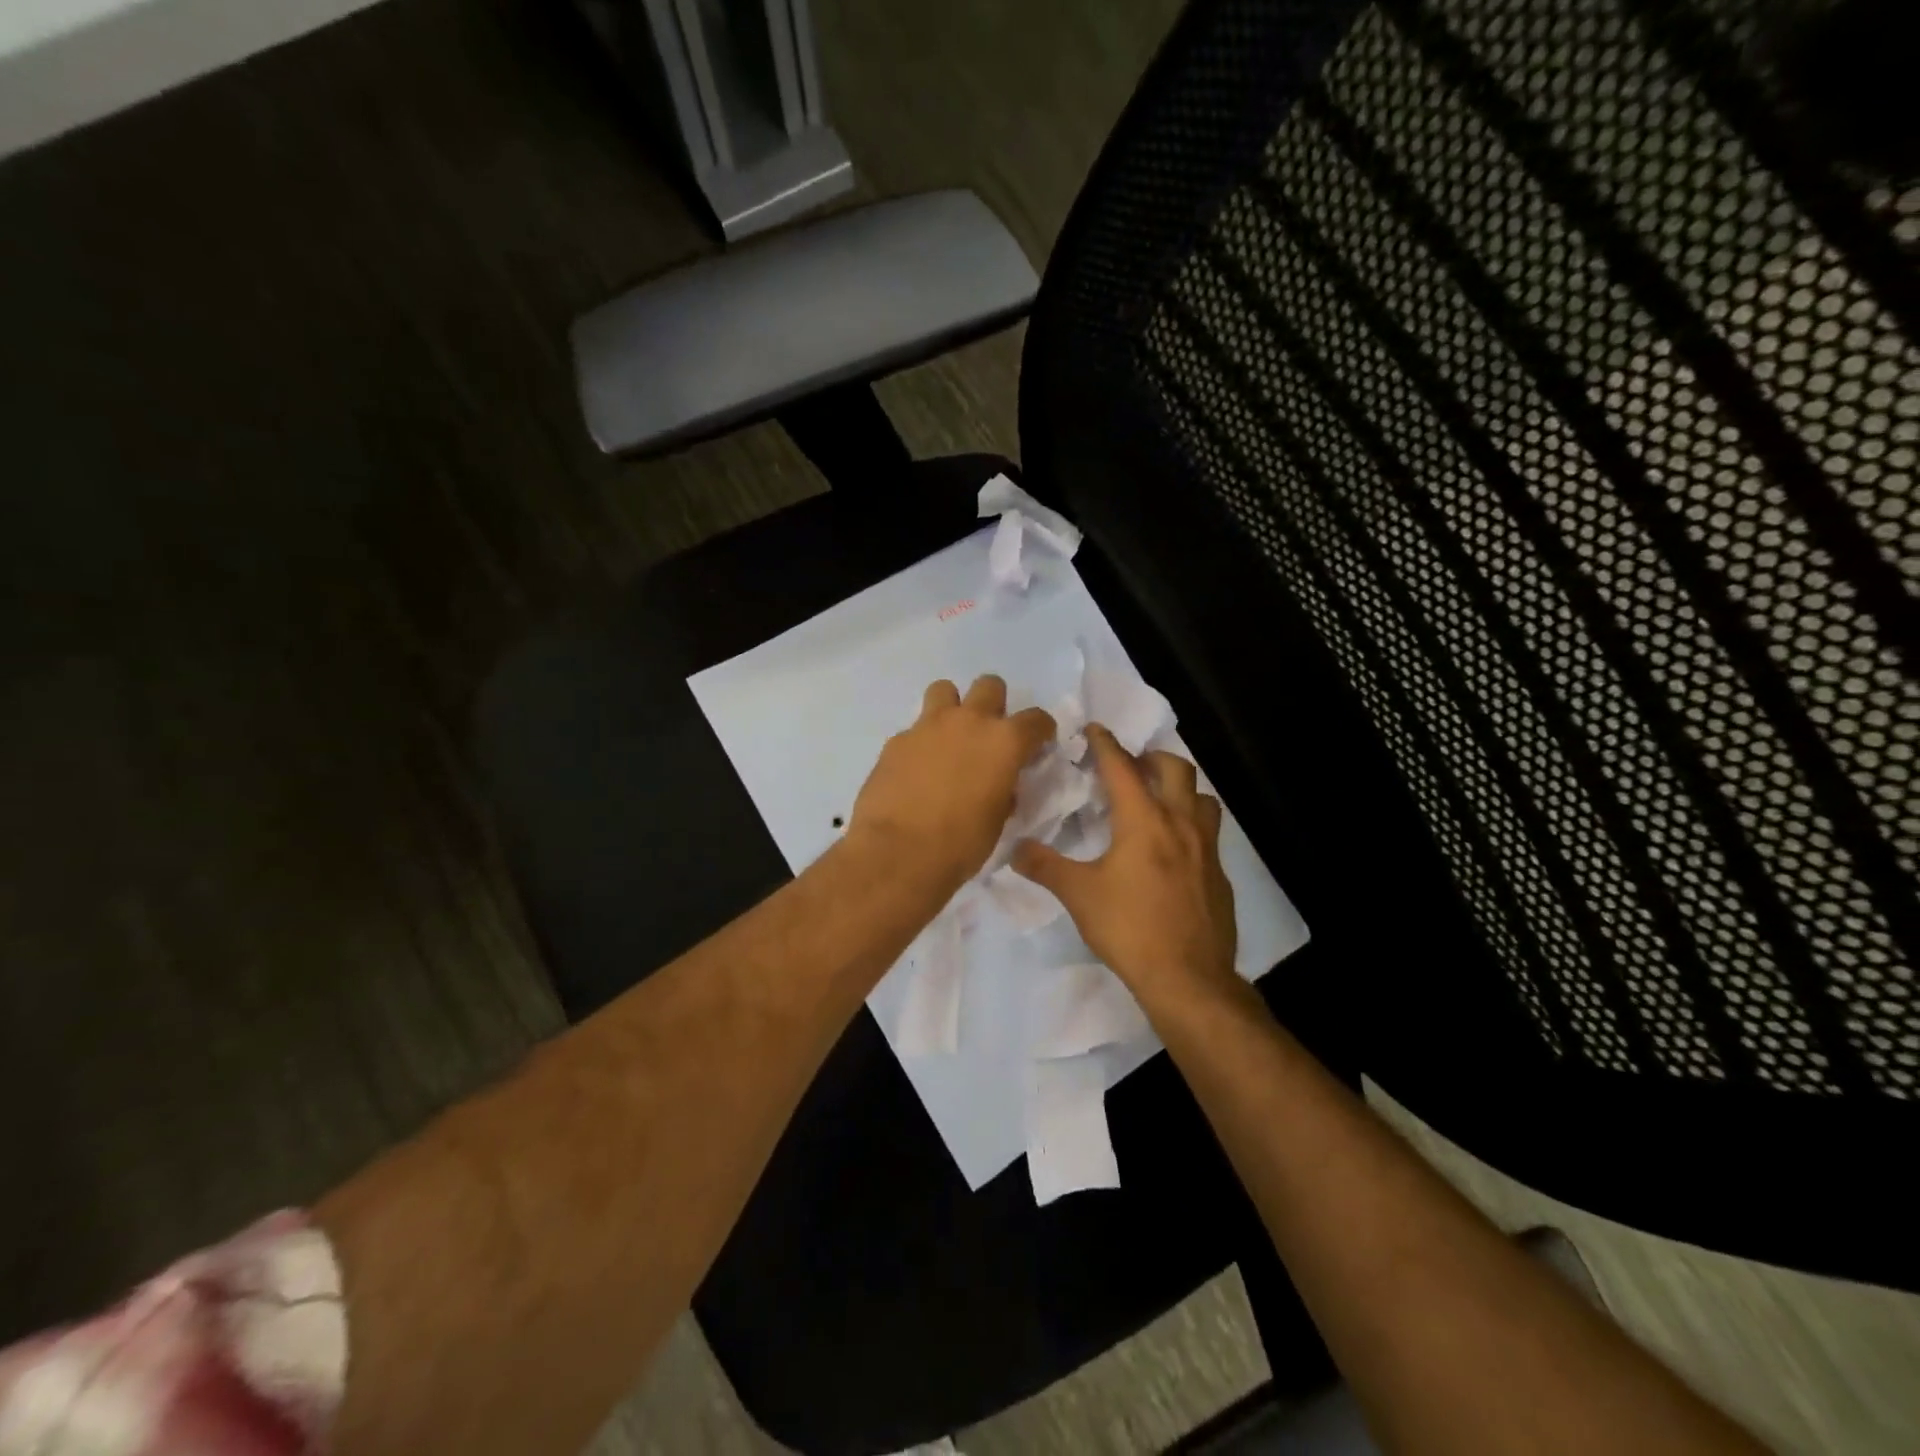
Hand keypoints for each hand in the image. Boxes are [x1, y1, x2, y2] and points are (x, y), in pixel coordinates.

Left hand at [851, 676, 1055, 895]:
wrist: (897, 853)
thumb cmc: (960, 844)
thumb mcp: (997, 821)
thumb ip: (1004, 792)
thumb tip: (1000, 786)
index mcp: (1004, 742)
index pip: (1036, 719)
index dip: (1041, 731)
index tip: (1037, 744)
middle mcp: (969, 722)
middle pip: (990, 686)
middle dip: (994, 704)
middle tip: (989, 734)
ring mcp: (928, 726)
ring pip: (944, 690)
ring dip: (952, 708)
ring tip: (949, 738)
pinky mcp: (896, 740)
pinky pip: (915, 729)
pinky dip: (921, 742)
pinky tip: (916, 770)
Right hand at [1013, 725, 1238, 1011]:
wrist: (1188, 978)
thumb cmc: (1130, 929)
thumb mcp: (1078, 896)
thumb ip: (1045, 866)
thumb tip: (1014, 849)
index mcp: (1144, 821)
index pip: (1122, 768)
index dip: (1106, 744)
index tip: (1094, 728)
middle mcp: (1181, 824)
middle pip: (1175, 769)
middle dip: (1151, 758)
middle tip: (1130, 765)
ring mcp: (1207, 849)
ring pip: (1201, 798)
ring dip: (1179, 788)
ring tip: (1157, 800)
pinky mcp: (1219, 874)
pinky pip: (1209, 832)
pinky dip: (1190, 824)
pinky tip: (1174, 850)